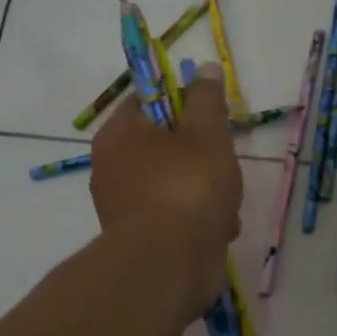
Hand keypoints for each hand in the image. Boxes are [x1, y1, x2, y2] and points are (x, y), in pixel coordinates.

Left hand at [90, 61, 243, 317]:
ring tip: (224, 206)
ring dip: (207, 192)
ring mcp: (124, 206)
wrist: (168, 266)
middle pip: (166, 145)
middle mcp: (112, 167)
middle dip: (202, 156)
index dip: (184, 104)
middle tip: (222, 165)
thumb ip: (206, 99)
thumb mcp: (206, 133)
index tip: (212, 119)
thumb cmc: (187, 187)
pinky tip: (217, 232)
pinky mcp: (139, 239)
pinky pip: (175, 217)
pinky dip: (197, 222)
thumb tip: (205, 69)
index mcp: (119, 134)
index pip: (149, 101)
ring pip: (176, 184)